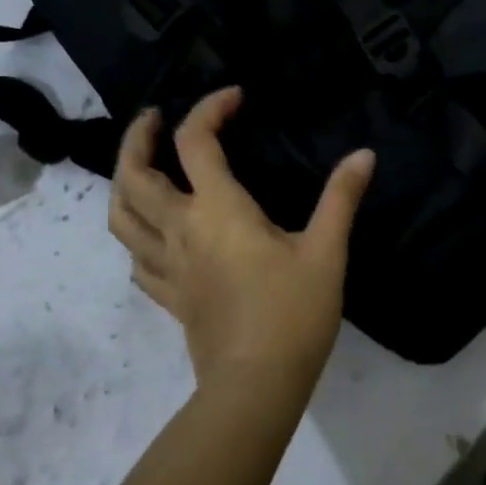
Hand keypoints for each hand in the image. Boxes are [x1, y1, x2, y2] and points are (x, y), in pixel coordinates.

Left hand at [109, 88, 375, 393]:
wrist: (256, 386)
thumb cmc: (293, 313)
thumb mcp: (325, 251)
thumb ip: (341, 198)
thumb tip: (363, 155)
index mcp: (217, 210)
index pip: (195, 142)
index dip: (209, 109)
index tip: (235, 98)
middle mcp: (181, 230)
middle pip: (135, 176)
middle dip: (138, 139)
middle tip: (154, 120)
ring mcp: (167, 266)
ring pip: (122, 217)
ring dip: (123, 184)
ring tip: (139, 169)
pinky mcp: (169, 297)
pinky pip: (136, 259)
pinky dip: (137, 236)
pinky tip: (153, 235)